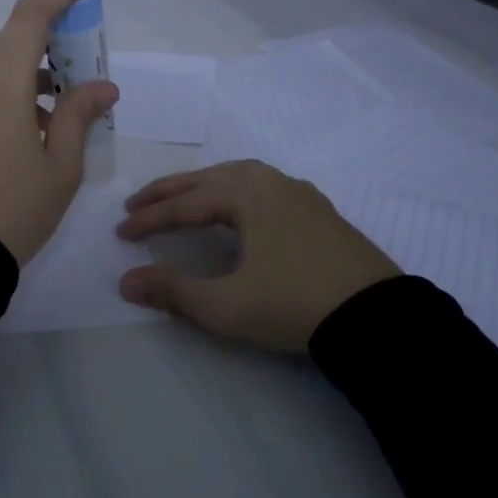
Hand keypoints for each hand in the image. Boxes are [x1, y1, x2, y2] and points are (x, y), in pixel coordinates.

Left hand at [0, 0, 119, 265]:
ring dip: (34, 65)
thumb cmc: (17, 210)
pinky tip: (40, 122)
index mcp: (2, 85)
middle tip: (86, 56)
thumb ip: (79, 114)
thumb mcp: (62, 165)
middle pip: (12, 36)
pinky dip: (15, 87)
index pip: (29, 16)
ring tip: (70, 97)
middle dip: (52, 34)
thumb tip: (101, 85)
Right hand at [115, 160, 400, 351]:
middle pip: (208, 180)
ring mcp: (300, 194)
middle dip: (169, 192)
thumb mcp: (226, 305)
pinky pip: (264, 187)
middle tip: (136, 204)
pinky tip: (237, 209)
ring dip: (203, 186)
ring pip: (239, 177)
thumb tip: (125, 281)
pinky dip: (235, 192)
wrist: (377, 320)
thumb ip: (173, 291)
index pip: (185, 204)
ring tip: (181, 200)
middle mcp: (272, 183)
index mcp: (247, 195)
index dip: (149, 218)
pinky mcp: (319, 211)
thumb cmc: (294, 305)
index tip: (121, 232)